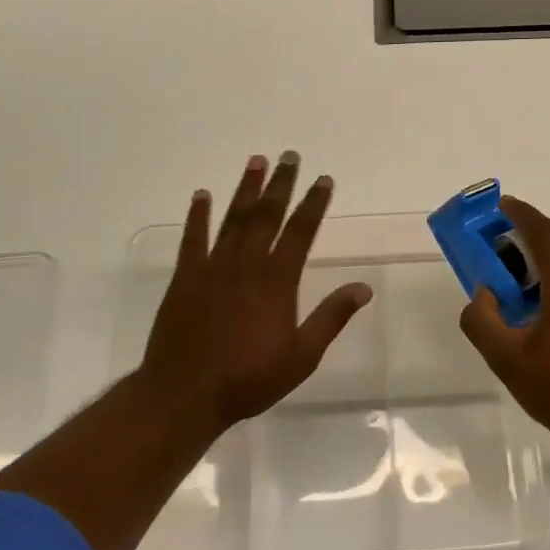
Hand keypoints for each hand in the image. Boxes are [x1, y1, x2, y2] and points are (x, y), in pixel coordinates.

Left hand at [140, 152, 372, 431]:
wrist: (185, 394)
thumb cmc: (249, 378)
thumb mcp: (302, 355)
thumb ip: (331, 317)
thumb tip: (363, 287)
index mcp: (278, 280)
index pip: (301, 231)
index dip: (314, 203)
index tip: (323, 179)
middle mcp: (247, 263)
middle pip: (267, 214)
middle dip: (281, 184)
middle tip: (290, 156)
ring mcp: (213, 267)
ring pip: (233, 218)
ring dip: (246, 189)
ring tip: (256, 161)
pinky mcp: (185, 277)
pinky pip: (193, 238)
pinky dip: (198, 215)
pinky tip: (202, 195)